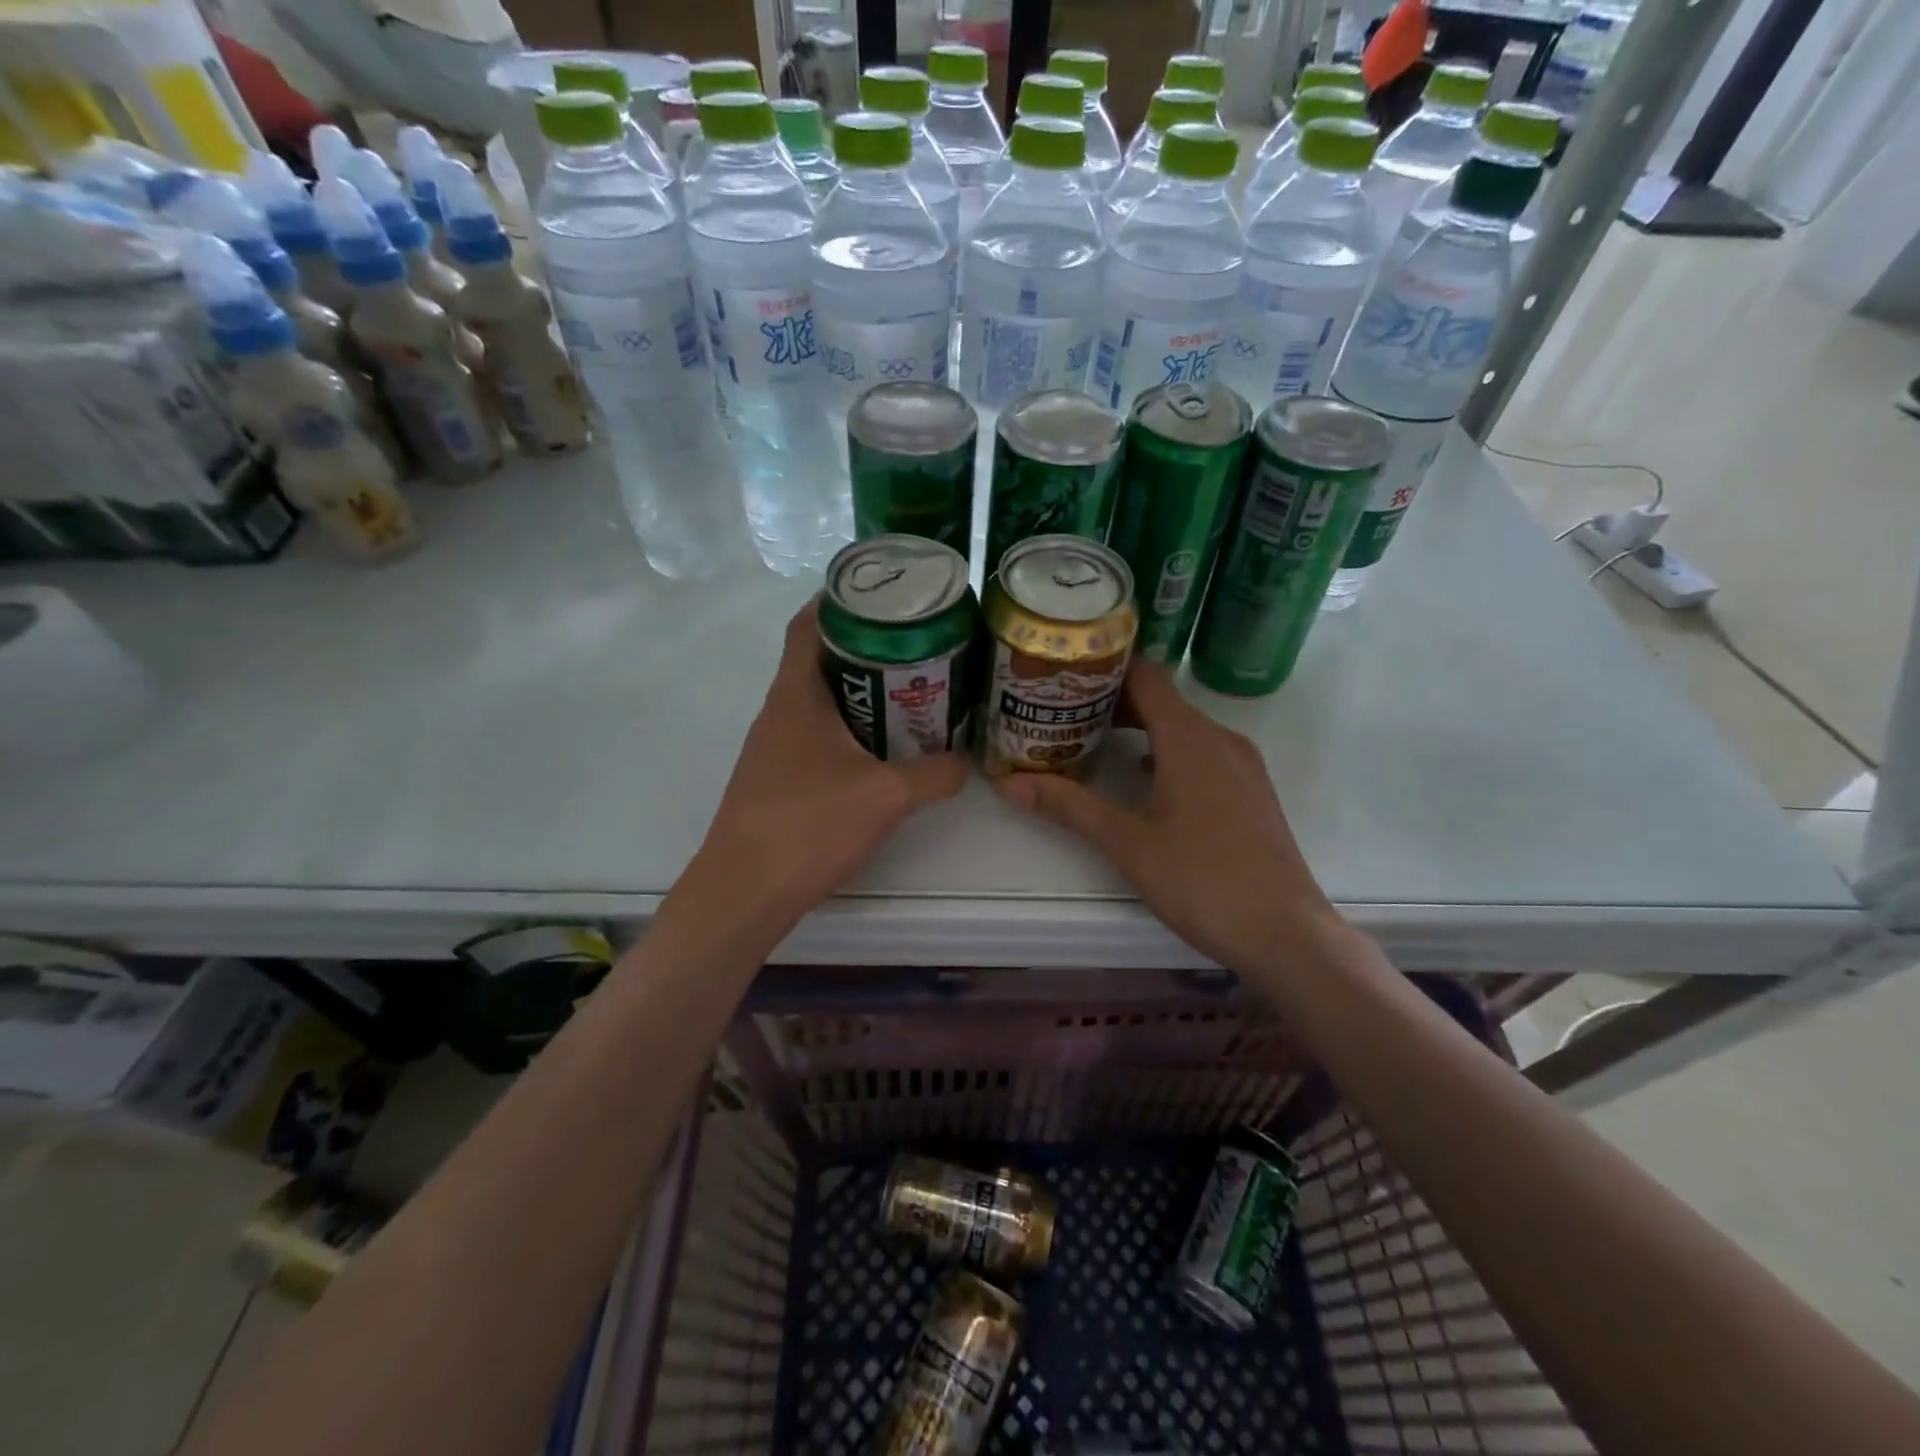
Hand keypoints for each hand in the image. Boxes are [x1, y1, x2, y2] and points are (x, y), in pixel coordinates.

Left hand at [687, 598, 968, 932]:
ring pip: (819, 700)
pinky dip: (849, 729)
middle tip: (916, 646)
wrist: (744, 892)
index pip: (809, 623)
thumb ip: (934, 775)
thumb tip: (967, 762)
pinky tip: (880, 750)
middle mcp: (778, 711)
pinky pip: (816, 735)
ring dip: (859, 691)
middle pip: (819, 658)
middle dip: (866, 646)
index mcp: (796, 695)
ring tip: (909, 692)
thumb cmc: (808, 826)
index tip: (884, 595)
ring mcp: (773, 747)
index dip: (841, 600)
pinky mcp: (777, 779)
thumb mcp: (886, 796)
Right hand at [995, 660, 1340, 972]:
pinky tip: (1143, 777)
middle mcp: (1220, 738)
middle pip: (1162, 700)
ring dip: (1140, 727)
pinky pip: (1203, 751)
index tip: (1065, 673)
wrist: (1284, 932)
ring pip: (1183, 727)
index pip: (1145, 676)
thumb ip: (1069, 806)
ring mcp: (1242, 764)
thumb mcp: (1127, 842)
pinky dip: (1167, 751)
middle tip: (1065, 711)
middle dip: (1113, 701)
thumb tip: (1008, 783)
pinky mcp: (1251, 789)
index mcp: (1190, 738)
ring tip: (1094, 740)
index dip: (1106, 668)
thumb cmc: (1202, 880)